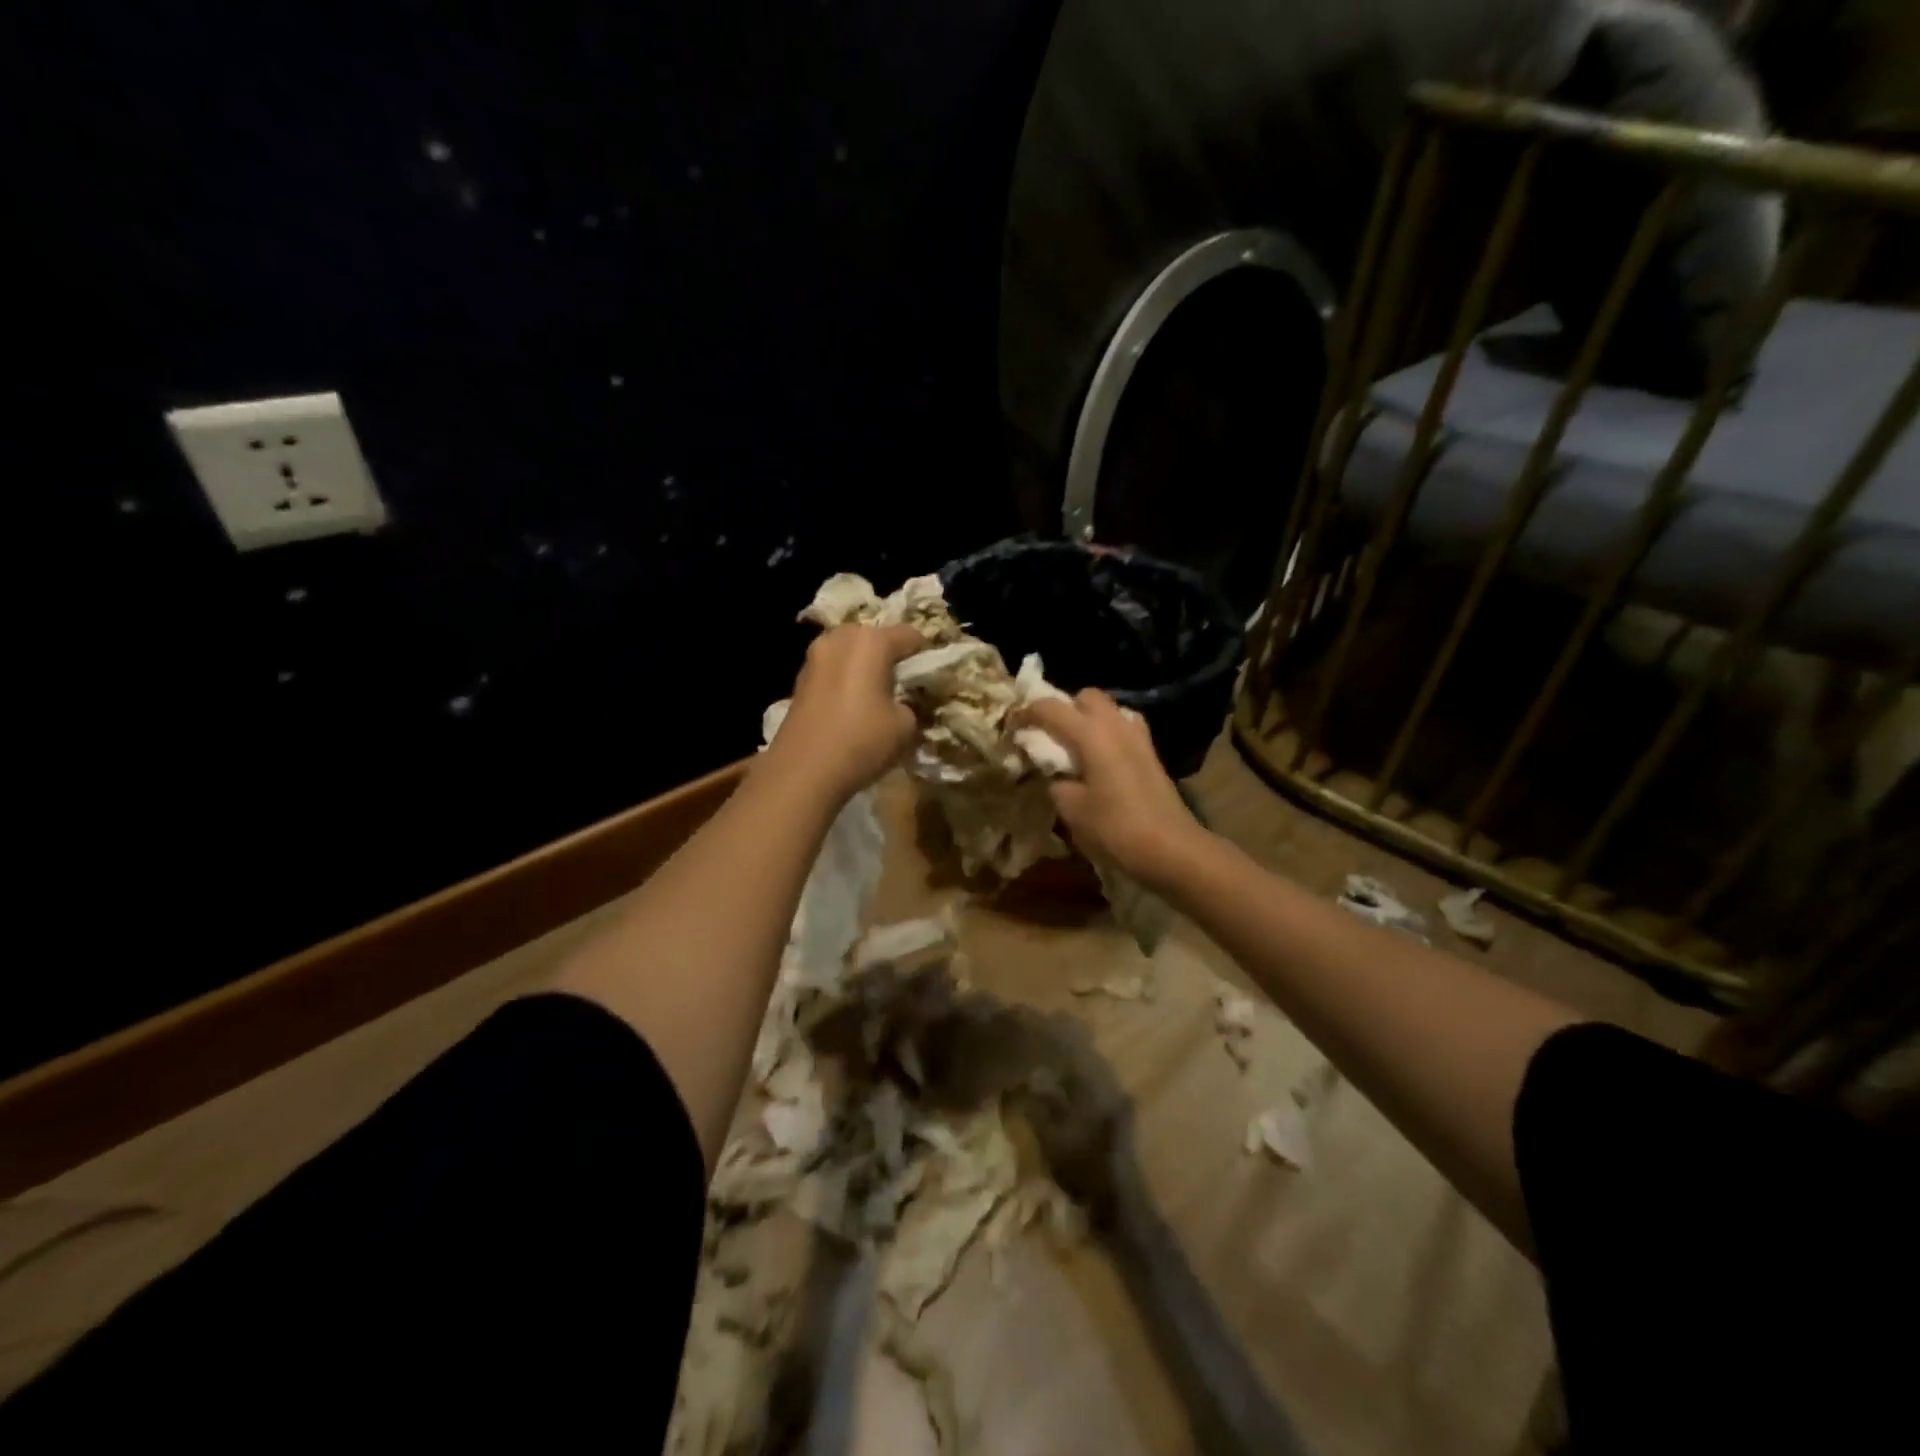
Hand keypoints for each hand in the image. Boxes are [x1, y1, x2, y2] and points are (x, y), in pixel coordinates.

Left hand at [767, 623, 925, 799]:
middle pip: (876, 637)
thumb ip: (913, 704)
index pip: (911, 635)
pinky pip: (833, 670)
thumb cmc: (862, 741)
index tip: (931, 679)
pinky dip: (846, 680)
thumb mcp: (906, 726)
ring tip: (878, 696)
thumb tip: (906, 703)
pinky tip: (853, 707)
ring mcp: (815, 656)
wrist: (803, 771)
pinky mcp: (800, 678)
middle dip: (891, 657)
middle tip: (903, 685)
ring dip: (866, 667)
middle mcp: (840, 638)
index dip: (926, 655)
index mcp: (871, 641)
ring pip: (851, 652)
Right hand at [1018, 690, 1206, 888]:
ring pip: (1109, 710)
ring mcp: (1138, 738)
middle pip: (1086, 697)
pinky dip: (1106, 734)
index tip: (1012, 726)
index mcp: (1092, 734)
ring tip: (1073, 746)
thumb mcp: (1072, 809)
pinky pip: (1123, 728)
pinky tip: (1099, 760)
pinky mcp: (1150, 754)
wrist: (1171, 849)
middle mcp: (1116, 725)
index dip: (1027, 713)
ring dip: (1088, 719)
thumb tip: (1055, 773)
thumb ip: (1056, 782)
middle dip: (1064, 708)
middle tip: (1048, 734)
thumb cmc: (1115, 828)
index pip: (1051, 708)